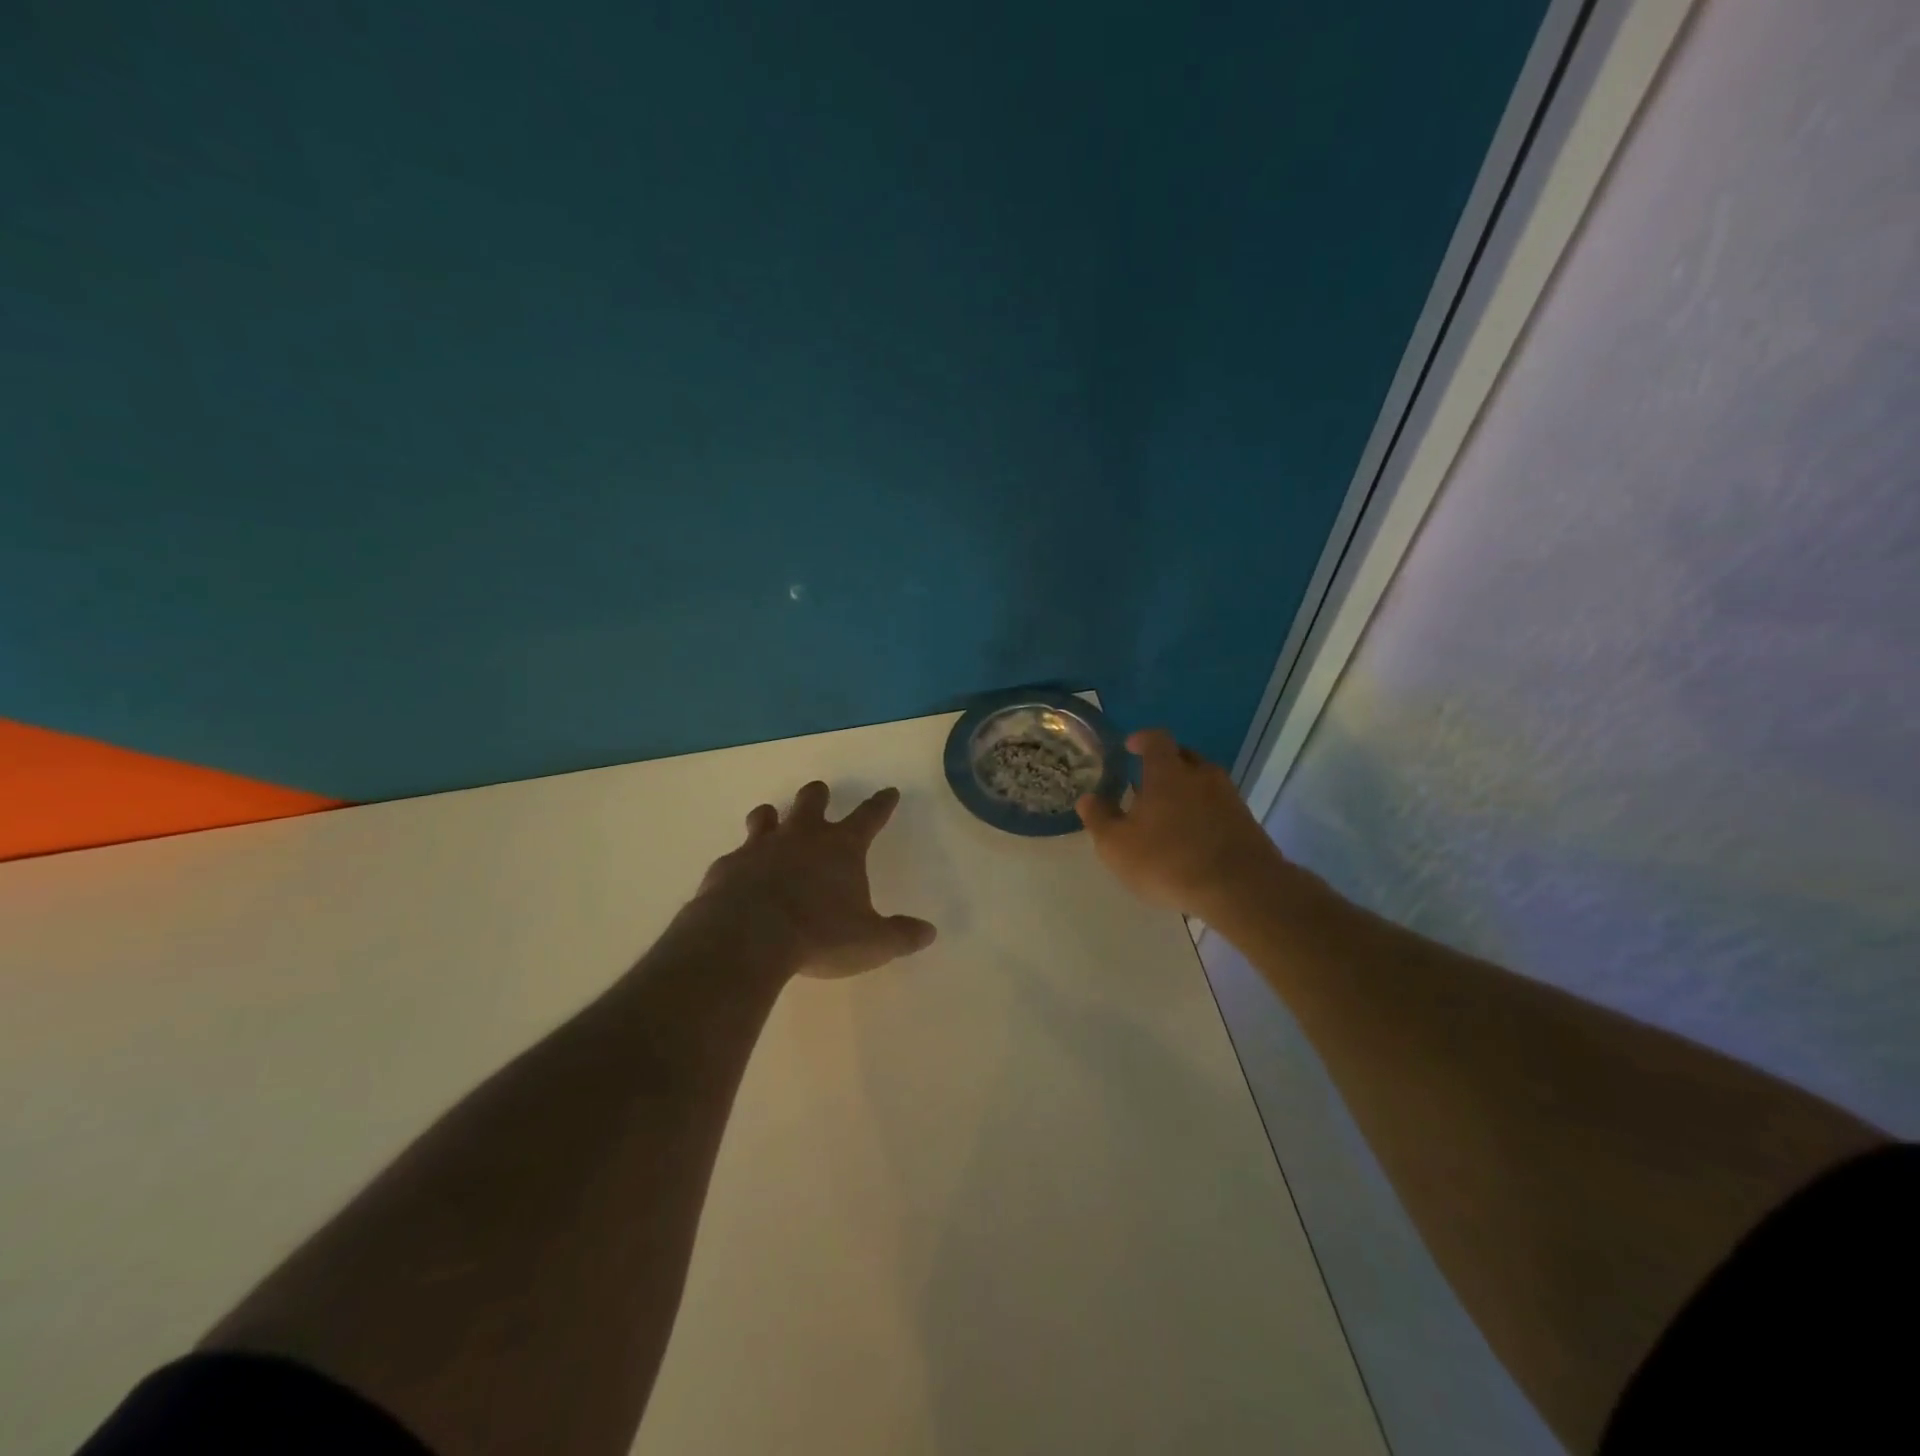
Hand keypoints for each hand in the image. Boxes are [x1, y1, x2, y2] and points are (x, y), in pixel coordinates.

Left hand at [689, 781, 937, 978]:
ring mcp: (760, 848)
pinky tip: (738, 876)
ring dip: (771, 817)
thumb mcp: (870, 942)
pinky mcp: (727, 867)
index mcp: (841, 848)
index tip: (888, 792)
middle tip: (820, 794)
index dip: (881, 804)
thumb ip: (900, 936)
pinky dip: (740, 861)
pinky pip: (735, 856)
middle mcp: (801, 837)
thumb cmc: (818, 936)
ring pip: (766, 816)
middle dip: (818, 796)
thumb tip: (928, 932)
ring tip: (771, 819)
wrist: (746, 938)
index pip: (869, 816)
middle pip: (812, 801)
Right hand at [1076, 730, 1286, 919]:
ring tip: (1168, 814)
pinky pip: (1218, 806)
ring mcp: (1228, 797)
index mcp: (1167, 771)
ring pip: (1203, 782)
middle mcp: (1201, 775)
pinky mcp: (1246, 821)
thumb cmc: (1168, 860)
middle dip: (1164, 765)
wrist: (1240, 889)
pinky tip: (1192, 837)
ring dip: (1185, 790)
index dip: (1142, 739)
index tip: (1130, 747)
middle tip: (1145, 784)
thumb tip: (1087, 798)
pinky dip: (1203, 812)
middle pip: (1183, 756)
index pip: (1155, 739)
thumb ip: (1099, 818)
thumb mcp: (1117, 845)